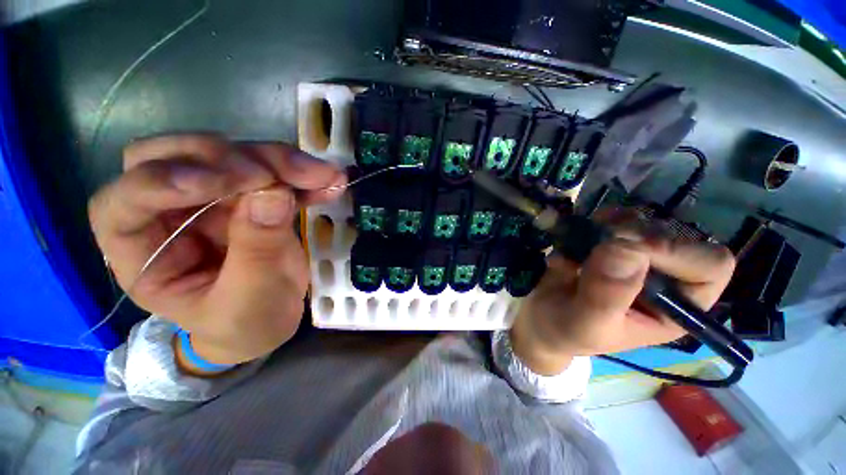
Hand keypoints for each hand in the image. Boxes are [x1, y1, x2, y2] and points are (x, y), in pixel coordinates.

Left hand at [88, 135, 344, 366]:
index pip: (128, 198)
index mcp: (144, 250)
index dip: (168, 179)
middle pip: (180, 159)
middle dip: (233, 160)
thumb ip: (257, 248)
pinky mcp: (252, 198)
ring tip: (323, 176)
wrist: (271, 321)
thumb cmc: (245, 324)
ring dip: (280, 162)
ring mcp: (214, 200)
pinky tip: (329, 183)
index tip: (233, 182)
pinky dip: (303, 177)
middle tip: (279, 177)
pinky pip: (275, 175)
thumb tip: (274, 192)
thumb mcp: (248, 298)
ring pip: (235, 158)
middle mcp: (171, 212)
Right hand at [510, 224, 735, 375]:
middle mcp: (664, 278)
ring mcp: (637, 257)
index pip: (709, 266)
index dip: (677, 251)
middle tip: (598, 242)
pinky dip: (599, 219)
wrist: (541, 317)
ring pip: (647, 221)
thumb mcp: (587, 325)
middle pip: (676, 234)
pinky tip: (583, 229)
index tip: (629, 249)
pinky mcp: (610, 244)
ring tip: (588, 234)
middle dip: (636, 234)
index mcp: (676, 308)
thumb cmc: (568, 331)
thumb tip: (627, 249)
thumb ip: (606, 295)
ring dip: (616, 222)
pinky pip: (616, 219)